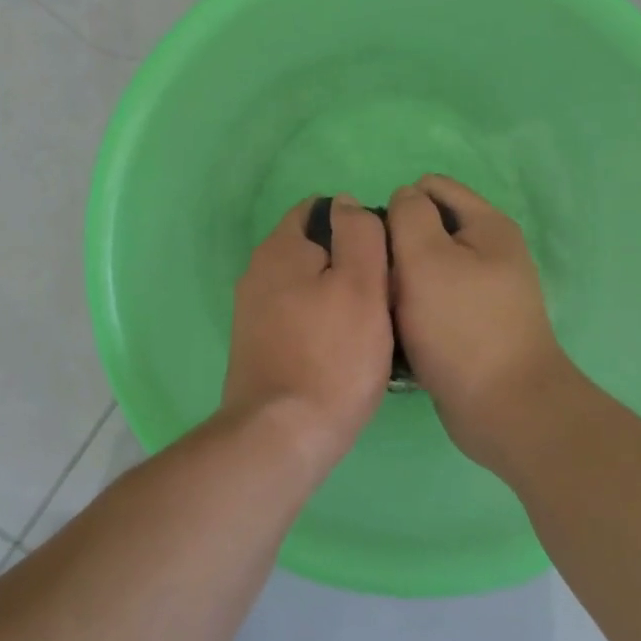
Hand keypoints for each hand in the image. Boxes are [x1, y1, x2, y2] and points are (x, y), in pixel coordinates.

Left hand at [222, 195, 394, 477]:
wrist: (280, 437)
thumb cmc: (331, 357)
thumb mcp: (361, 285)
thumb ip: (358, 234)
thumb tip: (346, 203)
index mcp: (280, 248)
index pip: (319, 209)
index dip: (356, 223)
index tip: (385, 255)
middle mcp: (258, 272)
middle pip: (314, 249)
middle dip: (349, 263)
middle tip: (386, 294)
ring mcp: (253, 311)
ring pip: (307, 286)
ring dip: (338, 296)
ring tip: (373, 326)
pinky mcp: (258, 345)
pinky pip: (298, 318)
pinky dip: (322, 324)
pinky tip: (344, 350)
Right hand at [387, 176, 576, 470]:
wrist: (505, 410)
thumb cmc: (461, 327)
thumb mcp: (426, 258)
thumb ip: (409, 215)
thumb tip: (404, 198)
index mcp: (487, 225)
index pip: (431, 187)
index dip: (398, 205)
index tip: (378, 242)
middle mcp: (491, 252)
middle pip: (428, 229)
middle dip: (398, 248)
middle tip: (381, 281)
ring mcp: (485, 291)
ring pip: (427, 269)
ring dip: (402, 283)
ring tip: (386, 308)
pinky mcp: (475, 326)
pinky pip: (434, 302)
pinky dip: (414, 311)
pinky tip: (399, 330)